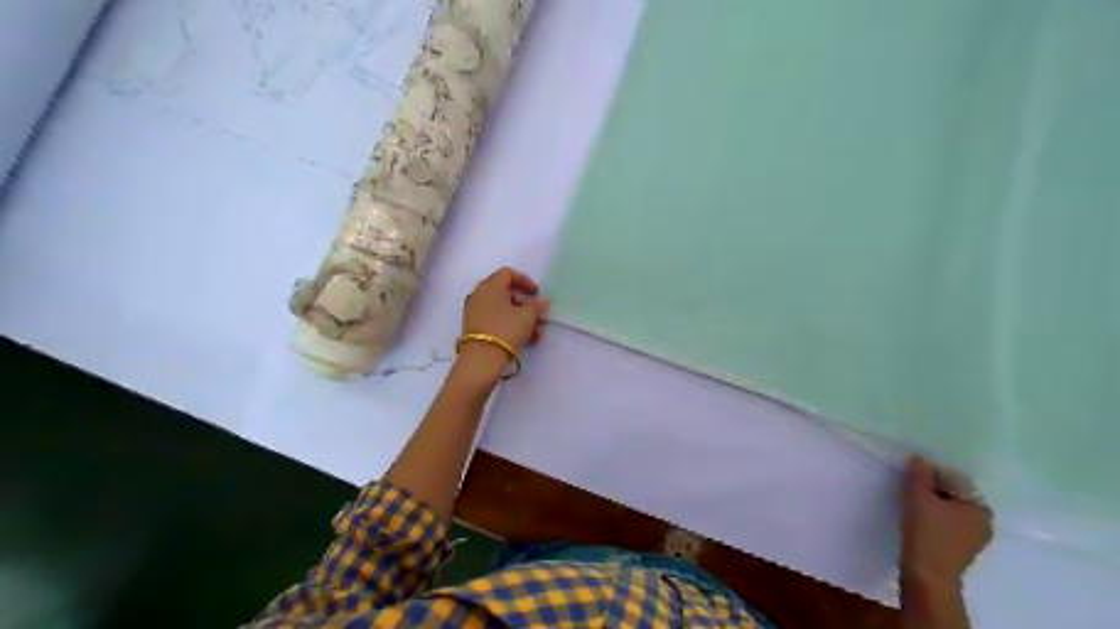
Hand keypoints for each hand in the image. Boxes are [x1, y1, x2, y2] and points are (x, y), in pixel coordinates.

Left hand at [456, 268, 548, 384]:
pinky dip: (510, 325)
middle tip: (539, 315)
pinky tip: (527, 339)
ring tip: (538, 332)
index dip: (525, 281)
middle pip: (505, 292)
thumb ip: (537, 306)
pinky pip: (496, 320)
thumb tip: (543, 301)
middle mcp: (479, 295)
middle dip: (526, 303)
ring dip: (521, 317)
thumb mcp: (527, 317)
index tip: (537, 294)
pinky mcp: (474, 328)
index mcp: (490, 286)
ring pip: (502, 309)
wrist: (481, 360)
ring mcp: (475, 312)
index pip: (508, 274)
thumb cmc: (506, 330)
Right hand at [898, 456, 986, 589]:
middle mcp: (984, 522)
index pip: (955, 480)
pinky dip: (933, 516)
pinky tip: (917, 517)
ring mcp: (974, 537)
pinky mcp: (960, 548)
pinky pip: (947, 523)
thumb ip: (919, 475)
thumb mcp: (919, 498)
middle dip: (931, 487)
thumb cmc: (928, 533)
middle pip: (953, 494)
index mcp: (981, 508)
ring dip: (931, 501)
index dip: (931, 473)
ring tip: (910, 501)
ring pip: (949, 508)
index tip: (911, 475)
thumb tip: (919, 458)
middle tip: (908, 486)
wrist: (927, 575)